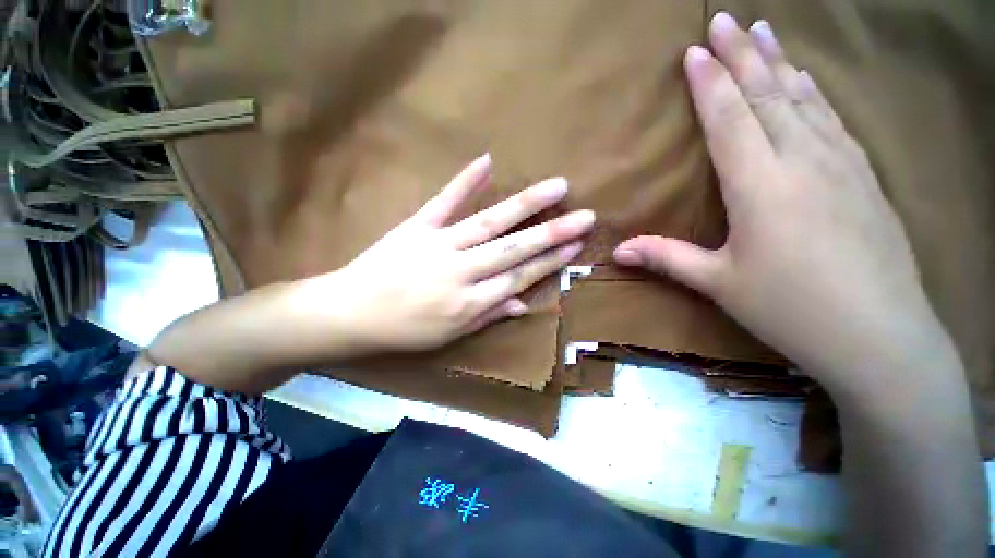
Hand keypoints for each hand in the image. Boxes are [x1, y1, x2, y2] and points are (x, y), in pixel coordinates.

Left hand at [328, 154, 593, 352]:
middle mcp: (461, 272)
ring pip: (490, 223)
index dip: (550, 262)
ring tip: (557, 187)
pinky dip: (465, 181)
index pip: (519, 278)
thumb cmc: (404, 331)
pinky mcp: (417, 226)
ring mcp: (439, 245)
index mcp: (469, 302)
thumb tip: (523, 302)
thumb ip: (489, 316)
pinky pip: (444, 201)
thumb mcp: (450, 335)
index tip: (575, 246)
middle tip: (584, 216)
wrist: (350, 312)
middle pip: (514, 249)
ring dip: (525, 205)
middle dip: (552, 233)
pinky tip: (488, 161)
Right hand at [613, 14, 951, 389]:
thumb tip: (618, 251)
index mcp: (762, 186)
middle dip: (744, 55)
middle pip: (769, 95)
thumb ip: (667, 259)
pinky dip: (813, 93)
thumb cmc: (791, 310)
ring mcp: (841, 165)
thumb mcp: (719, 283)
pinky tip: (806, 81)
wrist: (880, 336)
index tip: (696, 50)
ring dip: (780, 63)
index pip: (730, 119)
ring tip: (766, 32)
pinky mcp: (864, 178)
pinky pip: (832, 119)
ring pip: (804, 99)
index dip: (711, 83)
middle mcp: (803, 161)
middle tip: (727, 18)